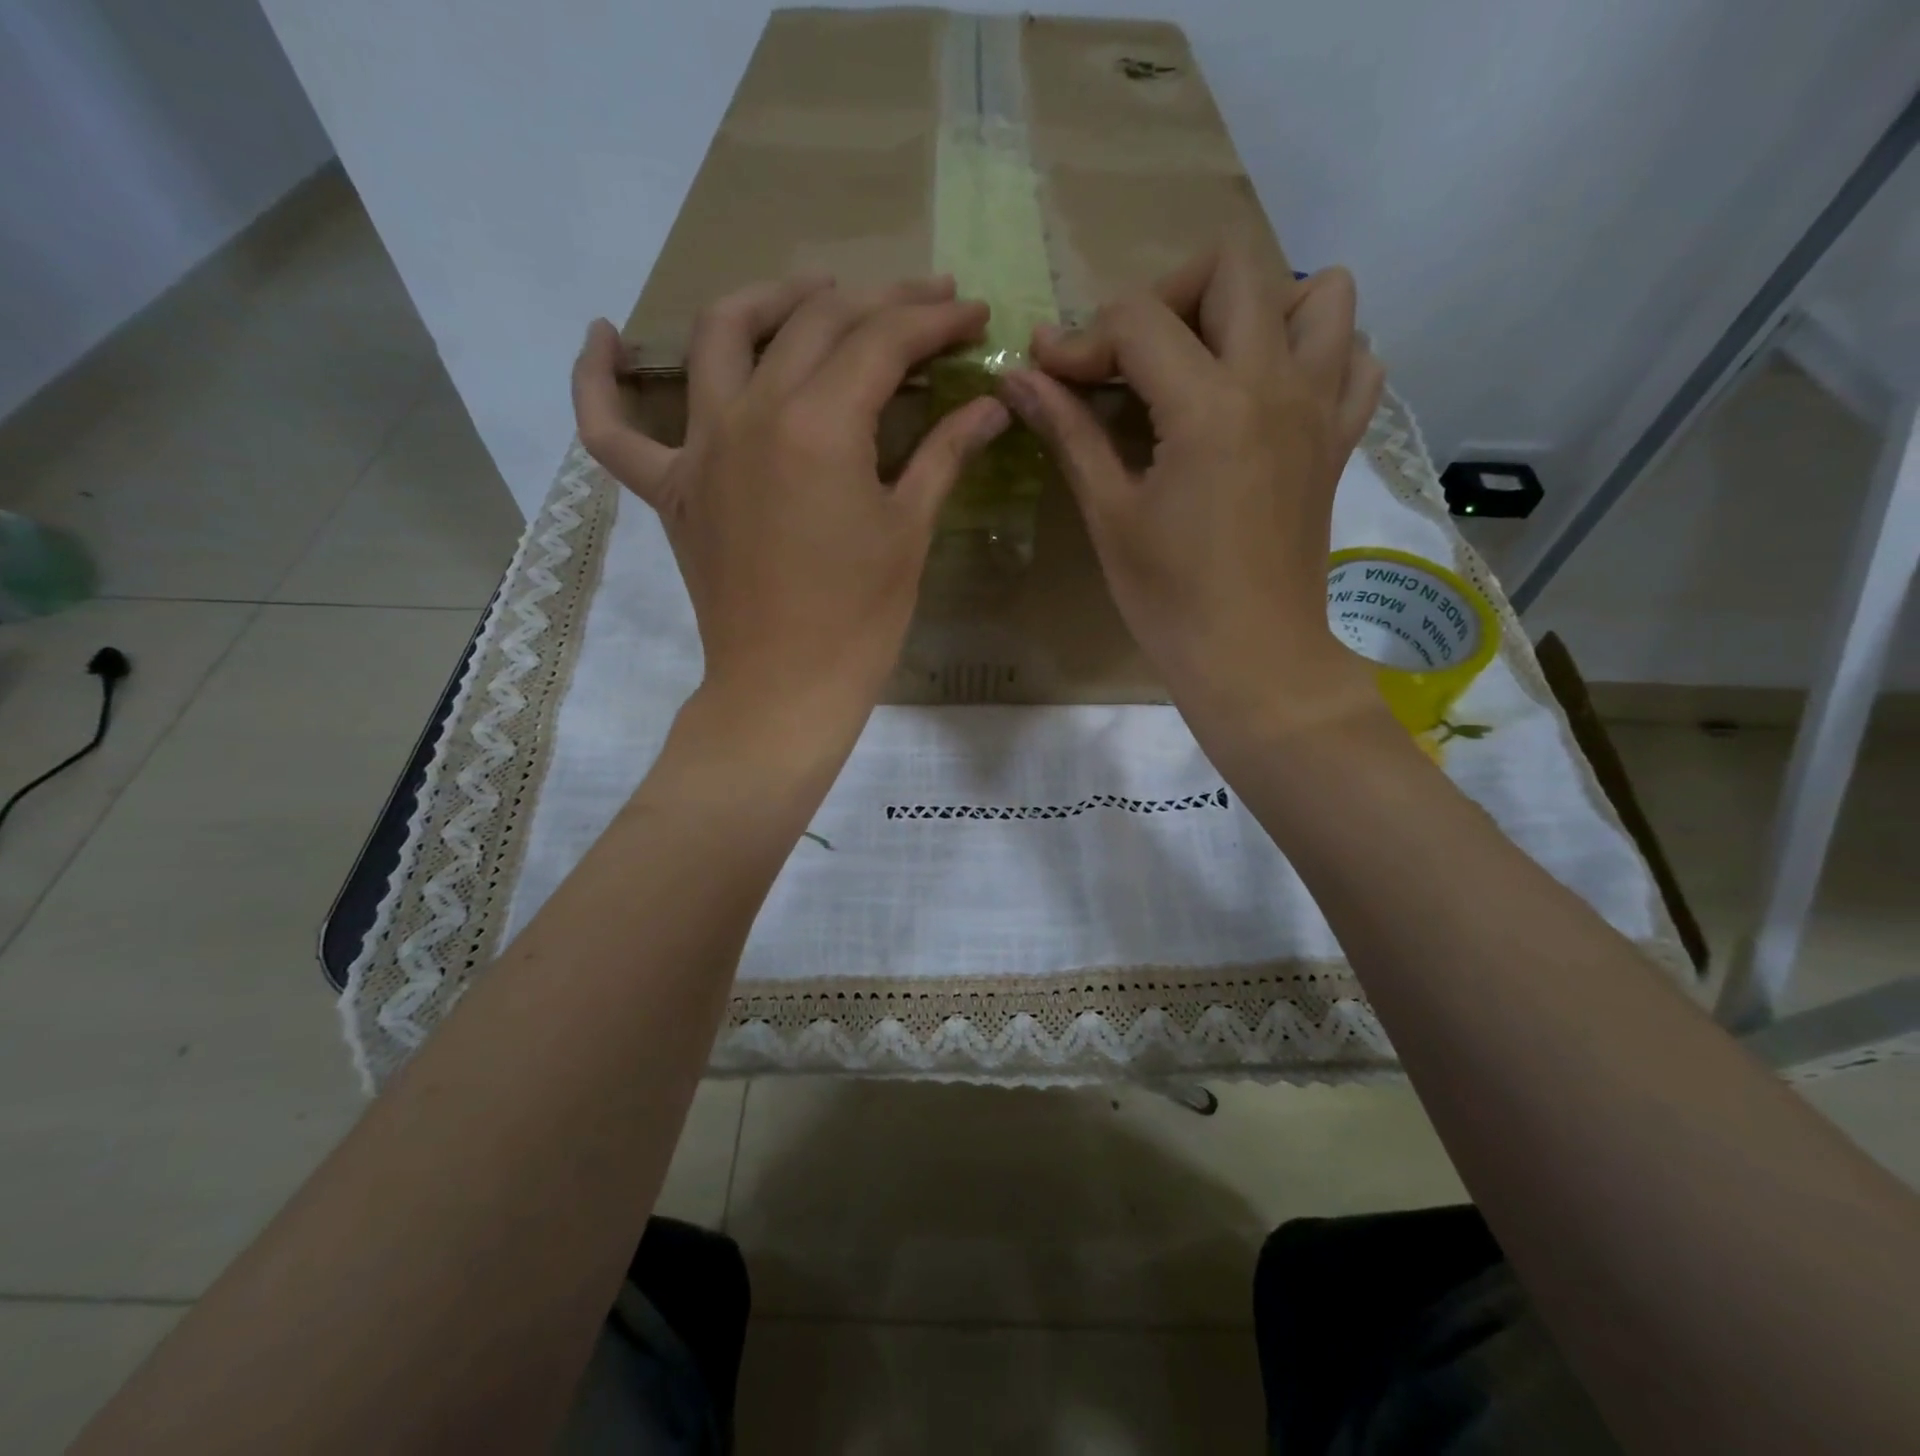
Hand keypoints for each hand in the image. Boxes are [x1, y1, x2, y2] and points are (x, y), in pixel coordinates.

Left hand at [572, 277, 1009, 733]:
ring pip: (719, 337)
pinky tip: (601, 336)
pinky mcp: (670, 490)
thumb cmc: (860, 620)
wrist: (786, 689)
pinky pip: (612, 428)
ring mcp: (700, 449)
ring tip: (810, 293)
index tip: (972, 315)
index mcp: (820, 426)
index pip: (882, 340)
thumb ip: (945, 453)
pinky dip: (596, 379)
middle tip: (923, 305)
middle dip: (877, 301)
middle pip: (813, 323)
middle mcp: (752, 415)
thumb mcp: (909, 532)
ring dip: (767, 299)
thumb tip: (992, 404)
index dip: (934, 320)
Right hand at [1001, 243, 1386, 743]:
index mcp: (1209, 405)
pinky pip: (1354, 358)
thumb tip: (1017, 376)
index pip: (1138, 320)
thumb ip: (1069, 432)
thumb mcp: (1110, 514)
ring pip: (1319, 294)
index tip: (1050, 372)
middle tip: (1132, 359)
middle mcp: (1276, 383)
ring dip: (1258, 307)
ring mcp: (1319, 407)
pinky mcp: (1338, 439)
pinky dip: (1317, 352)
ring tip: (1211, 362)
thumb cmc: (1169, 599)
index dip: (1082, 338)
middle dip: (1166, 297)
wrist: (1252, 659)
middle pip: (1231, 269)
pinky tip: (1271, 393)